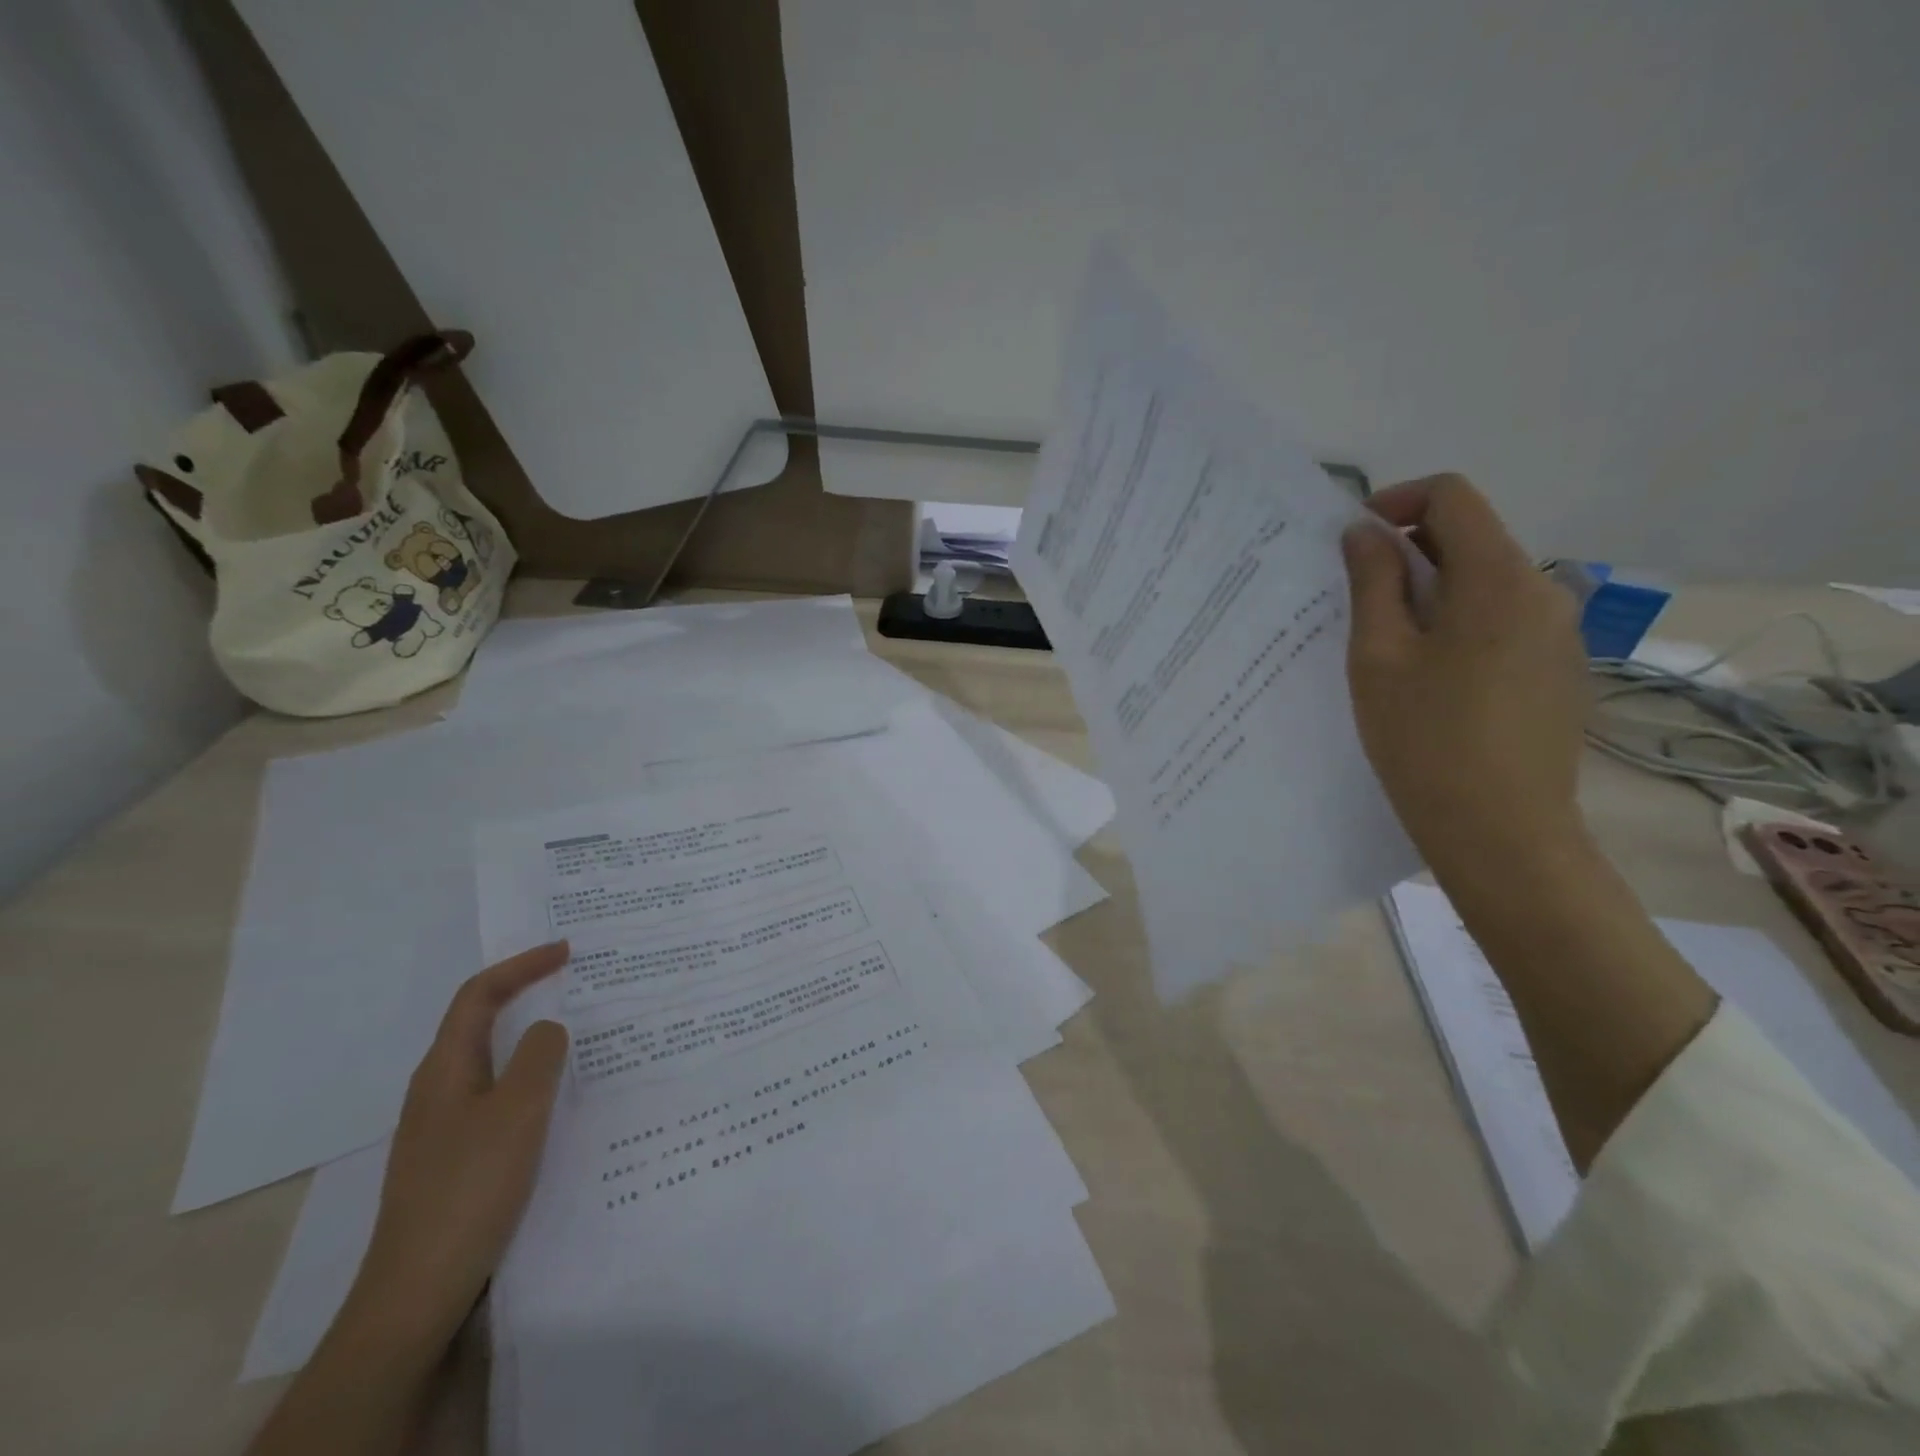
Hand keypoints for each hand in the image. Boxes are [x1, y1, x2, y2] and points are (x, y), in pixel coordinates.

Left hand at [349, 942, 571, 1348]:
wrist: (418, 1290)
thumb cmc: (469, 1187)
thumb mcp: (517, 1111)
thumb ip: (539, 1057)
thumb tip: (549, 1028)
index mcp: (444, 1069)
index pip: (479, 995)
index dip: (521, 965)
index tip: (567, 951)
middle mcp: (438, 1089)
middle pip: (481, 1024)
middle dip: (527, 995)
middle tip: (577, 985)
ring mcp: (444, 1127)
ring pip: (494, 1062)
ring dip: (533, 1040)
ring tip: (580, 1036)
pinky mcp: (458, 1158)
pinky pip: (500, 1097)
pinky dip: (532, 1080)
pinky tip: (560, 1100)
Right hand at [1341, 474, 1590, 885]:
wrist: (1502, 831)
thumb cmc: (1425, 739)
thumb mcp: (1378, 657)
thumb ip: (1372, 582)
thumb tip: (1364, 532)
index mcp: (1498, 579)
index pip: (1452, 497)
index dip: (1397, 501)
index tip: (1353, 540)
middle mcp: (1544, 591)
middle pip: (1473, 537)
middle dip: (1410, 551)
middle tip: (1357, 598)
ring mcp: (1561, 633)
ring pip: (1488, 582)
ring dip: (1434, 590)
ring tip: (1389, 644)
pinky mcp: (1561, 669)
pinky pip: (1505, 620)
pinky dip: (1461, 623)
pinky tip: (1432, 677)